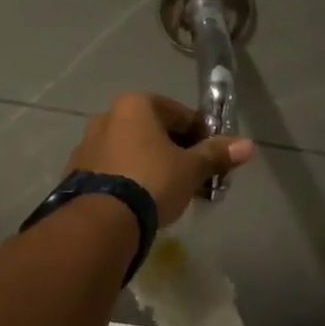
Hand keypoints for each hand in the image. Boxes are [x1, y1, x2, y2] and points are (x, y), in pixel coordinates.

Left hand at [67, 93, 254, 224]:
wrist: (102, 220)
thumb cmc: (152, 181)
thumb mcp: (190, 169)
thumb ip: (216, 154)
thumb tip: (248, 145)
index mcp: (134, 105)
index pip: (179, 113)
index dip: (201, 135)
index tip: (213, 158)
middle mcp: (107, 116)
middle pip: (153, 131)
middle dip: (176, 153)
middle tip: (195, 179)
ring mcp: (87, 144)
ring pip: (131, 150)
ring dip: (152, 165)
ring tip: (170, 194)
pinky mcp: (76, 171)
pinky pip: (113, 169)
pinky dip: (130, 179)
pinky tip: (142, 202)